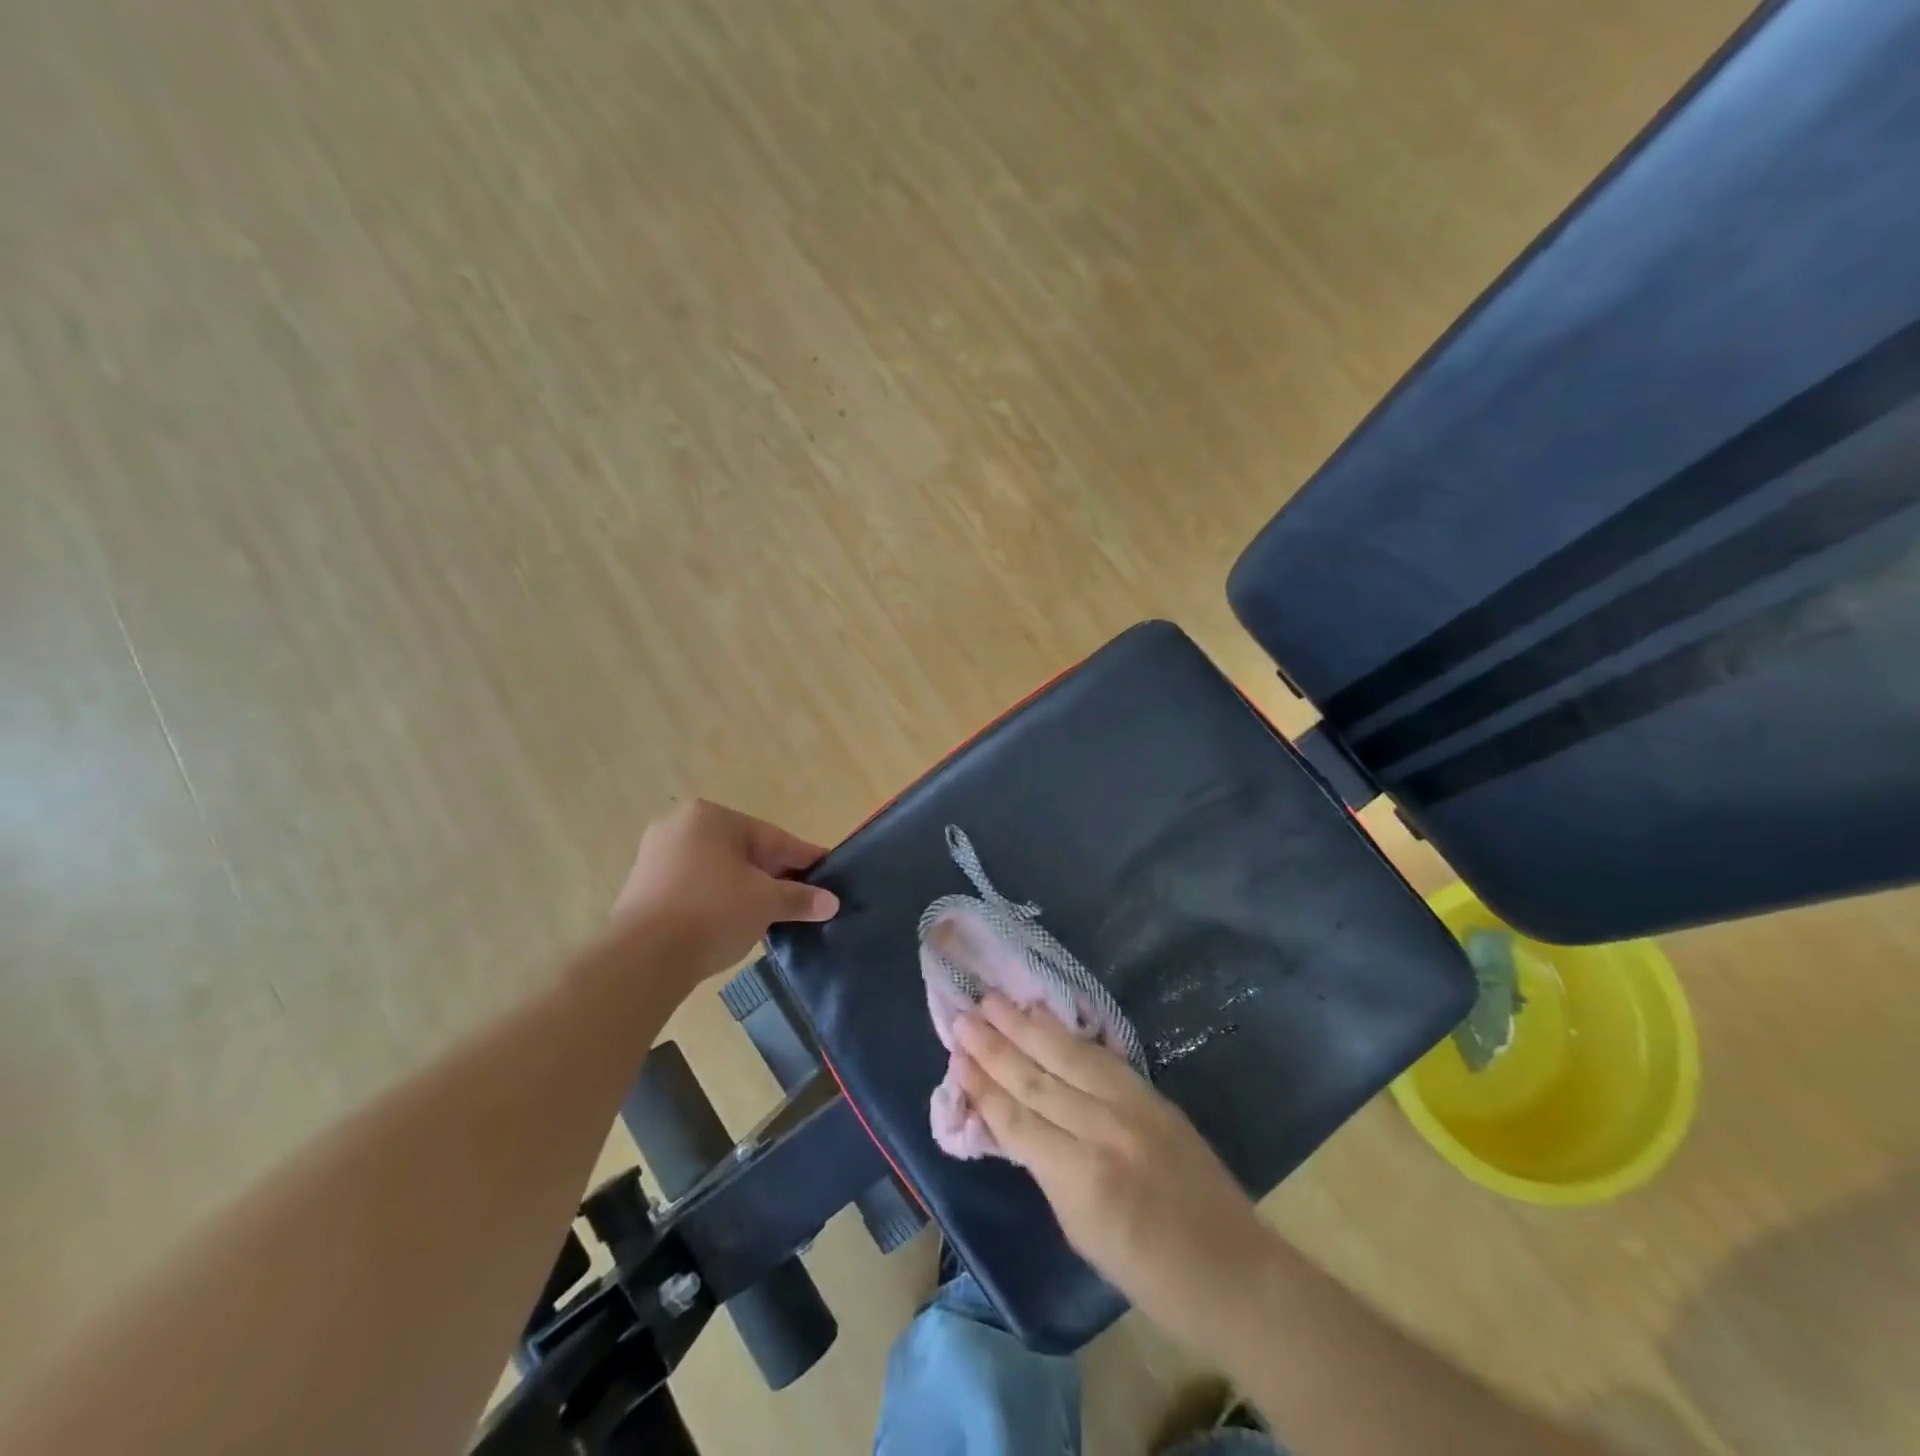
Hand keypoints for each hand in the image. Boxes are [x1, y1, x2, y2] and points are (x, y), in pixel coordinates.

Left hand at [610, 800, 839, 994]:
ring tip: (774, 914)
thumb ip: (800, 898)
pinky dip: (720, 900)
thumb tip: (832, 902)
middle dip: (775, 875)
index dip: (804, 859)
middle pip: (745, 851)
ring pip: (720, 870)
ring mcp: (657, 856)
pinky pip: (696, 887)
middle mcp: (680, 826)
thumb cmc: (712, 912)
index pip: (772, 838)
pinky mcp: (644, 887)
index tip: (827, 873)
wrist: (641, 959)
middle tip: (804, 898)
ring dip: (748, 889)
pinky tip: (736, 922)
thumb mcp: (766, 902)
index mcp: (711, 817)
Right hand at [954, 993, 1274, 1345]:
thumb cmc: (1148, 1273)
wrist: (1232, 1269)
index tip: (955, 1056)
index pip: (1017, 1119)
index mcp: (1081, 1177)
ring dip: (1025, 1025)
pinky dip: (1067, 1033)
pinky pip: (1100, 1055)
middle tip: (962, 1015)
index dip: (983, 1087)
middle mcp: (1103, 1129)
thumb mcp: (1080, 1231)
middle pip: (1036, 1077)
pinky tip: (1044, 1016)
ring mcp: (1132, 1105)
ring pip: (1066, 1055)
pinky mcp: (1152, 1093)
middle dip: (995, 1045)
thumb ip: (1044, 1169)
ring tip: (993, 1000)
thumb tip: (1009, 1122)